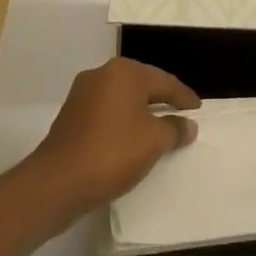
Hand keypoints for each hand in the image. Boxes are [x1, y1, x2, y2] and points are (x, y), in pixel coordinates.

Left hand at [30, 58, 199, 211]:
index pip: (164, 81)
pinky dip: (122, 121)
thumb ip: (174, 129)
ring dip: (140, 111)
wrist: (57, 183)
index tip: (198, 110)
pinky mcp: (70, 115)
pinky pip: (106, 112)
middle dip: (162, 99)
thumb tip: (187, 124)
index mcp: (124, 72)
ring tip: (158, 128)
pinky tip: (130, 138)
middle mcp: (102, 74)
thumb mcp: (154, 141)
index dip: (184, 97)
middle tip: (181, 115)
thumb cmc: (112, 153)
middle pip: (142, 84)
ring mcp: (82, 93)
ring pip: (122, 98)